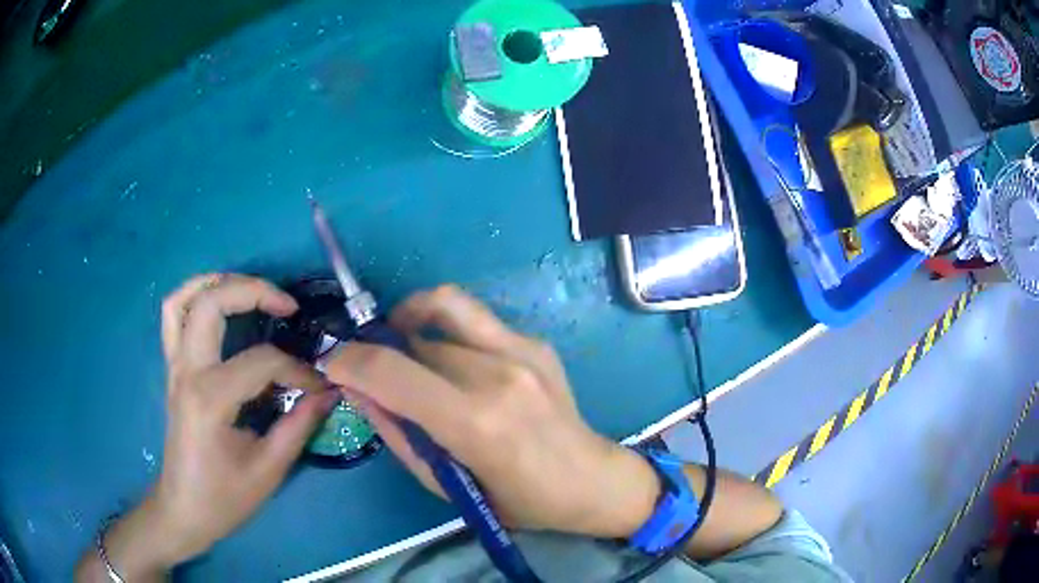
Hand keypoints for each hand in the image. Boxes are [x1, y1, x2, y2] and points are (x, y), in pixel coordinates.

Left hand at [77, 274, 338, 580]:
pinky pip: (173, 316)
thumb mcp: (268, 470)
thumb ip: (299, 426)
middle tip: (287, 306)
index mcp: (210, 398)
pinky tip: (217, 303)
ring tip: (249, 289)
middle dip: (254, 291)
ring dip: (217, 282)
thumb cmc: (224, 497)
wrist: (183, 510)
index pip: (261, 362)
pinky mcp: (172, 369)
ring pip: (183, 299)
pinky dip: (193, 297)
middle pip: (212, 303)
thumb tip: (328, 393)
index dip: (298, 371)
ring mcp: (174, 366)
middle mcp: (187, 371)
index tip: (319, 388)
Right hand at [325, 286, 660, 537]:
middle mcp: (499, 372)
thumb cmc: (518, 500)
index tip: (333, 364)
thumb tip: (357, 388)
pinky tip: (452, 362)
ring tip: (401, 345)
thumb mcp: (446, 484)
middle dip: (379, 348)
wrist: (591, 479)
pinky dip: (445, 330)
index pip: (392, 371)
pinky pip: (473, 320)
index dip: (350, 361)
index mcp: (476, 422)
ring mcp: (523, 348)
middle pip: (413, 336)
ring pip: (442, 307)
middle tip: (370, 367)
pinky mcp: (535, 341)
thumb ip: (397, 433)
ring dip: (409, 320)